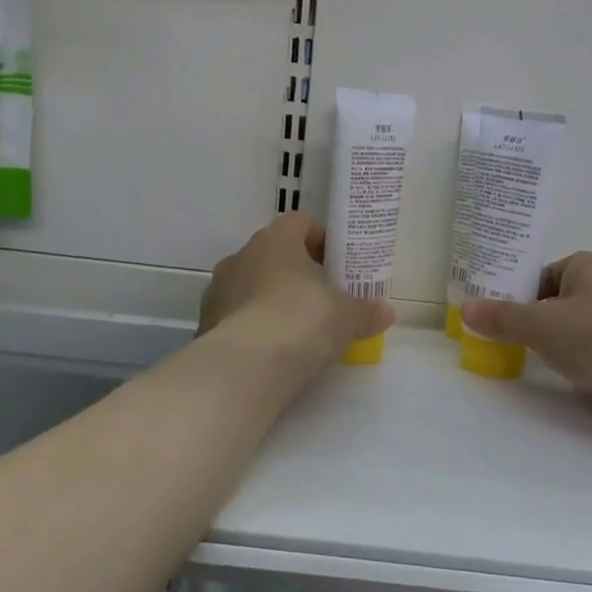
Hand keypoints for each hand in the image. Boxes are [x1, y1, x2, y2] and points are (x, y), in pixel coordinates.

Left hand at [199, 213, 392, 365]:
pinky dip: (254, 328)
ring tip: (298, 330)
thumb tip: (386, 312)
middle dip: (298, 274)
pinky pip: (237, 317)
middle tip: (324, 299)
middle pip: (274, 255)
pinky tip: (273, 352)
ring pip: (252, 286)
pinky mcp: (206, 325)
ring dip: (273, 300)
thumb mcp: (347, 317)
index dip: (322, 239)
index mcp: (275, 241)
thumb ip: (366, 311)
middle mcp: (241, 257)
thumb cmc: (301, 322)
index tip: (339, 264)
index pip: (300, 223)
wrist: (245, 368)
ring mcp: (218, 291)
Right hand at [459, 253, 591, 441]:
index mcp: (586, 267)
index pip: (539, 275)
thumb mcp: (542, 324)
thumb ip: (502, 318)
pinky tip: (558, 377)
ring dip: (551, 344)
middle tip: (496, 340)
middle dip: (529, 321)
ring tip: (520, 360)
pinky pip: (589, 353)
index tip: (490, 316)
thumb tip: (465, 308)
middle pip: (553, 303)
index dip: (513, 294)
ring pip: (571, 330)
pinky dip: (573, 362)